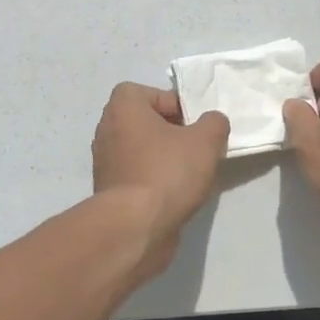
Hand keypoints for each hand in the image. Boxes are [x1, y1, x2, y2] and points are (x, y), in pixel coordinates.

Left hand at [92, 84, 229, 276]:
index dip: (174, 104)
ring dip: (164, 158)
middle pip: (145, 122)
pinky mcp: (110, 191)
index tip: (193, 124)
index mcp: (123, 108)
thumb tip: (212, 122)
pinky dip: (154, 181)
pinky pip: (137, 175)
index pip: (148, 93)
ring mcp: (105, 162)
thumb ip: (214, 123)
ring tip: (190, 174)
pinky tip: (176, 195)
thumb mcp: (205, 141)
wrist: (135, 227)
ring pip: (142, 150)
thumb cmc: (167, 172)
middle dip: (172, 132)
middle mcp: (107, 130)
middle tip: (196, 148)